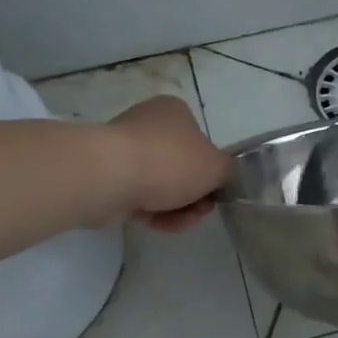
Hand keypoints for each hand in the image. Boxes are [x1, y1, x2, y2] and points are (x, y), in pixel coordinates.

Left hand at [103, 96, 230, 231]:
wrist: (108, 177)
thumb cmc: (168, 162)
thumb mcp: (216, 166)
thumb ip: (229, 173)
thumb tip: (226, 180)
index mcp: (174, 112)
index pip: (202, 143)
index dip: (212, 173)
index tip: (216, 193)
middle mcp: (149, 126)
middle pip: (183, 168)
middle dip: (195, 196)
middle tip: (199, 211)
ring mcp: (126, 152)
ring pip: (162, 186)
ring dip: (178, 209)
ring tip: (180, 222)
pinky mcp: (110, 178)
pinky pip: (140, 198)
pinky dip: (154, 213)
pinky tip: (160, 225)